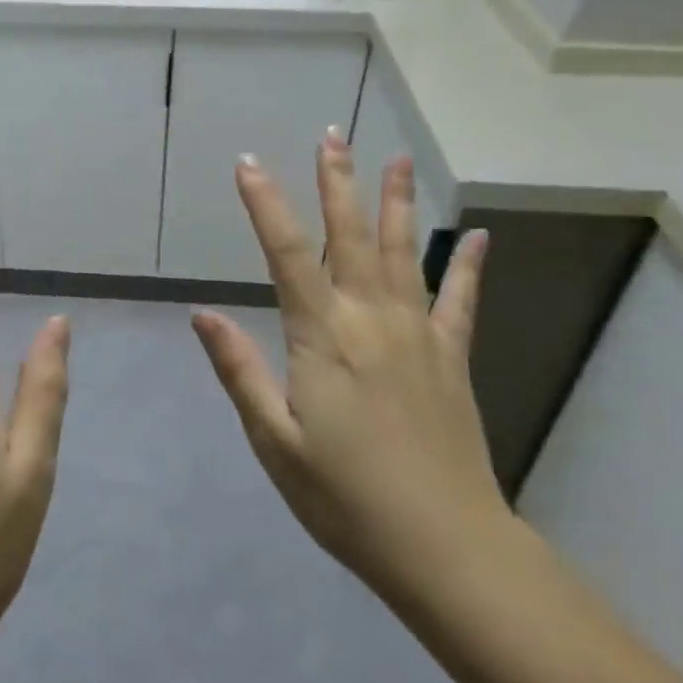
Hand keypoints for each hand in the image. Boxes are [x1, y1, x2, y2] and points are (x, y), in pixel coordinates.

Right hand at [190, 132, 512, 617]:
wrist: (444, 547)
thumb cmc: (344, 497)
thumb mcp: (274, 440)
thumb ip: (240, 370)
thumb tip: (203, 314)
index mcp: (322, 336)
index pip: (286, 252)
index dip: (264, 203)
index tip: (249, 163)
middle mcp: (371, 318)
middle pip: (350, 235)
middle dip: (336, 182)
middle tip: (333, 135)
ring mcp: (418, 334)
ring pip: (406, 252)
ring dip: (396, 202)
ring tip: (395, 159)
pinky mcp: (452, 357)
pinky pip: (462, 300)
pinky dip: (471, 266)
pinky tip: (479, 235)